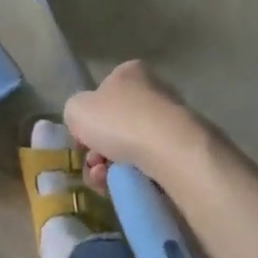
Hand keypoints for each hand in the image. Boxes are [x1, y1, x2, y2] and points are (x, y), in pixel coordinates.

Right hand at [63, 60, 202, 191]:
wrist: (170, 150)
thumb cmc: (120, 120)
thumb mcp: (77, 109)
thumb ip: (75, 111)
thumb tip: (85, 123)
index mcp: (131, 73)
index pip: (103, 93)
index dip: (88, 119)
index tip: (82, 140)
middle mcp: (154, 93)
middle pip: (115, 126)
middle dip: (98, 150)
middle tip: (93, 163)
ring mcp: (170, 123)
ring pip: (129, 150)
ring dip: (109, 168)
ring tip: (104, 178)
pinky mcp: (181, 152)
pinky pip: (147, 167)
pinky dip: (131, 177)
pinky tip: (122, 185)